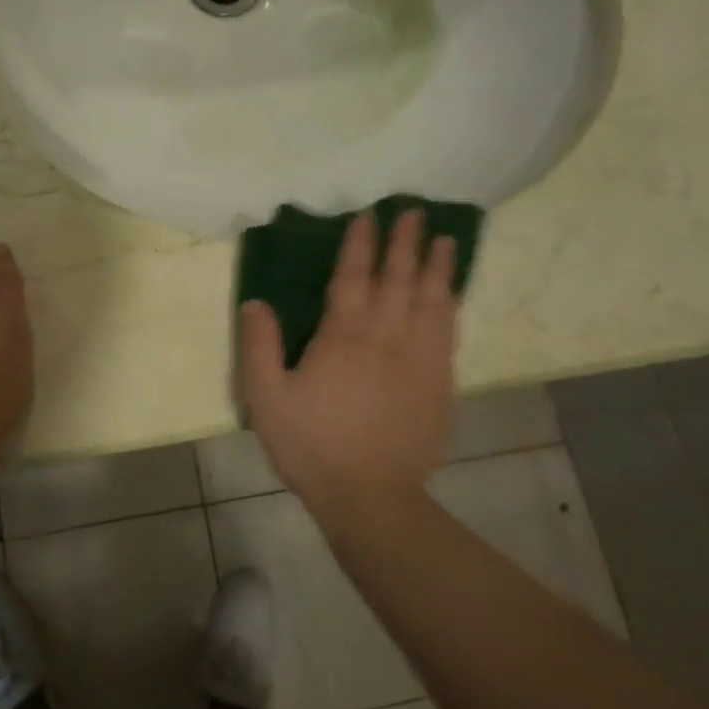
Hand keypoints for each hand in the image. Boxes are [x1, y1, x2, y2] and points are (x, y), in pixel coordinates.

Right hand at [240, 208, 458, 508]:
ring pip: (431, 301)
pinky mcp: (440, 383)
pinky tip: (452, 294)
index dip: (359, 244)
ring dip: (436, 267)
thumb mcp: (266, 398)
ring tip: (444, 239)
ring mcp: (419, 359)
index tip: (367, 215)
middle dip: (404, 243)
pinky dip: (451, 305)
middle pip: (398, 279)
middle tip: (414, 211)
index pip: (353, 277)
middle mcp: (386, 337)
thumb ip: (258, 346)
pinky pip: (448, 332)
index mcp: (343, 336)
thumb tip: (256, 302)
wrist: (371, 497)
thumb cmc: (312, 445)